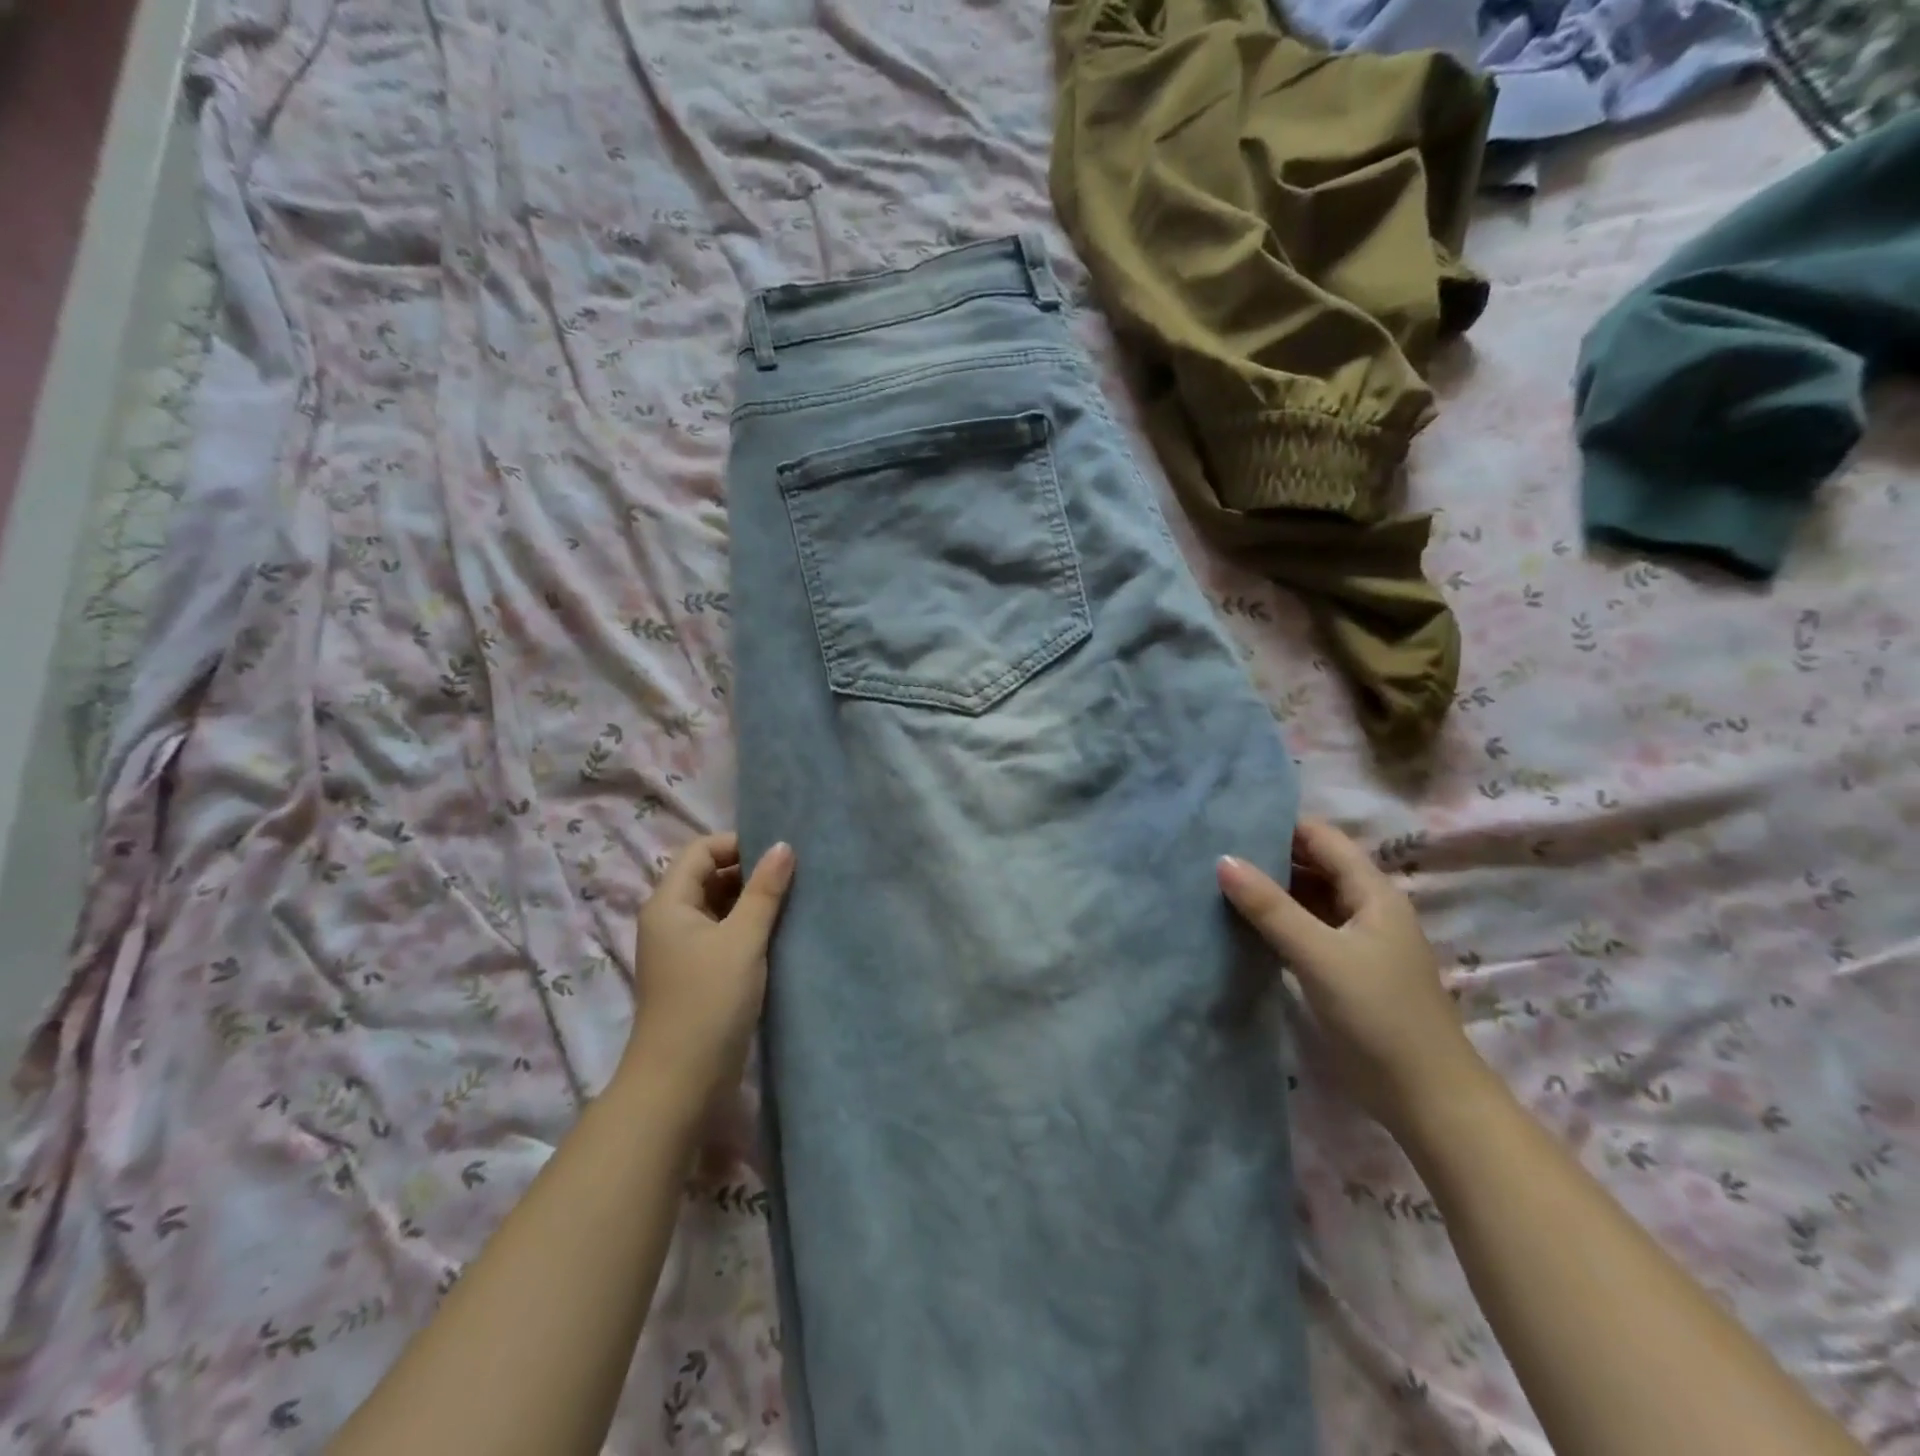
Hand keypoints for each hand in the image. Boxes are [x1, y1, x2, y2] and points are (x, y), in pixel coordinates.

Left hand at [626, 833, 794, 1102]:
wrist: (681, 1083)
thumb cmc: (709, 1001)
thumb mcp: (742, 940)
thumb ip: (764, 891)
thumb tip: (783, 846)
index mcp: (669, 903)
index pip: (701, 850)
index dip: (738, 844)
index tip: (780, 854)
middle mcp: (671, 920)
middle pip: (709, 876)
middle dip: (750, 872)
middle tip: (794, 876)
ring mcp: (683, 949)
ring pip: (719, 907)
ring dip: (752, 902)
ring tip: (794, 901)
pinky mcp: (698, 974)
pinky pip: (724, 934)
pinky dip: (748, 928)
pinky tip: (779, 933)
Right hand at [1218, 818, 1486, 1135]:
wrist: (1426, 1098)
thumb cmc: (1379, 1015)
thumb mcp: (1320, 955)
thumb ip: (1270, 908)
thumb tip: (1223, 860)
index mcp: (1372, 892)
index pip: (1321, 838)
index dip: (1279, 825)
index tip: (1228, 821)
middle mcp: (1365, 907)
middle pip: (1313, 865)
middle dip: (1267, 856)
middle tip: (1211, 849)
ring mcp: (1354, 940)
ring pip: (1306, 898)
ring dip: (1269, 890)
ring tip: (1215, 880)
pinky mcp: (1342, 969)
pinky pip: (1304, 929)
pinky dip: (1275, 922)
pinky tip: (1239, 923)